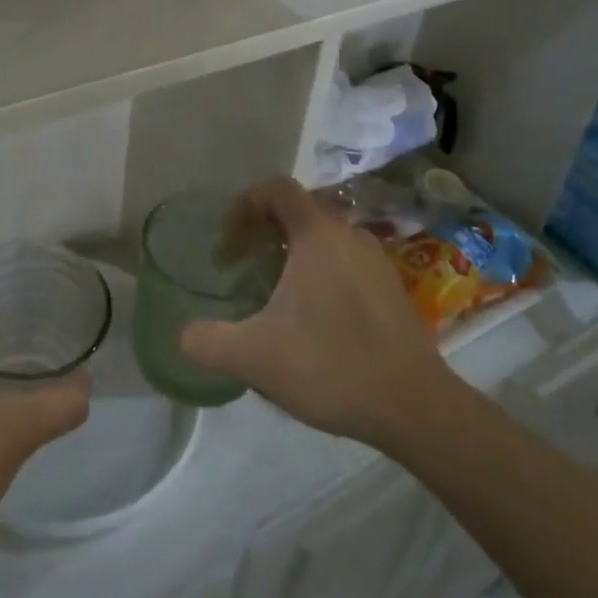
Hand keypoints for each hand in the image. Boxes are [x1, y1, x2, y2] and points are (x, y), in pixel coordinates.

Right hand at [180, 178, 456, 449]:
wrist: (416, 408)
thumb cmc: (332, 365)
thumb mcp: (255, 356)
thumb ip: (208, 342)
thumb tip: (181, 335)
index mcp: (318, 234)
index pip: (276, 188)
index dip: (244, 205)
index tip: (227, 240)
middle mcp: (349, 235)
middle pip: (298, 212)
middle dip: (262, 232)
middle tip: (240, 266)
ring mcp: (375, 261)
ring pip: (322, 238)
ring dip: (290, 254)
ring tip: (270, 293)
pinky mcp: (391, 289)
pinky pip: (344, 262)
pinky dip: (318, 273)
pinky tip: (310, 319)